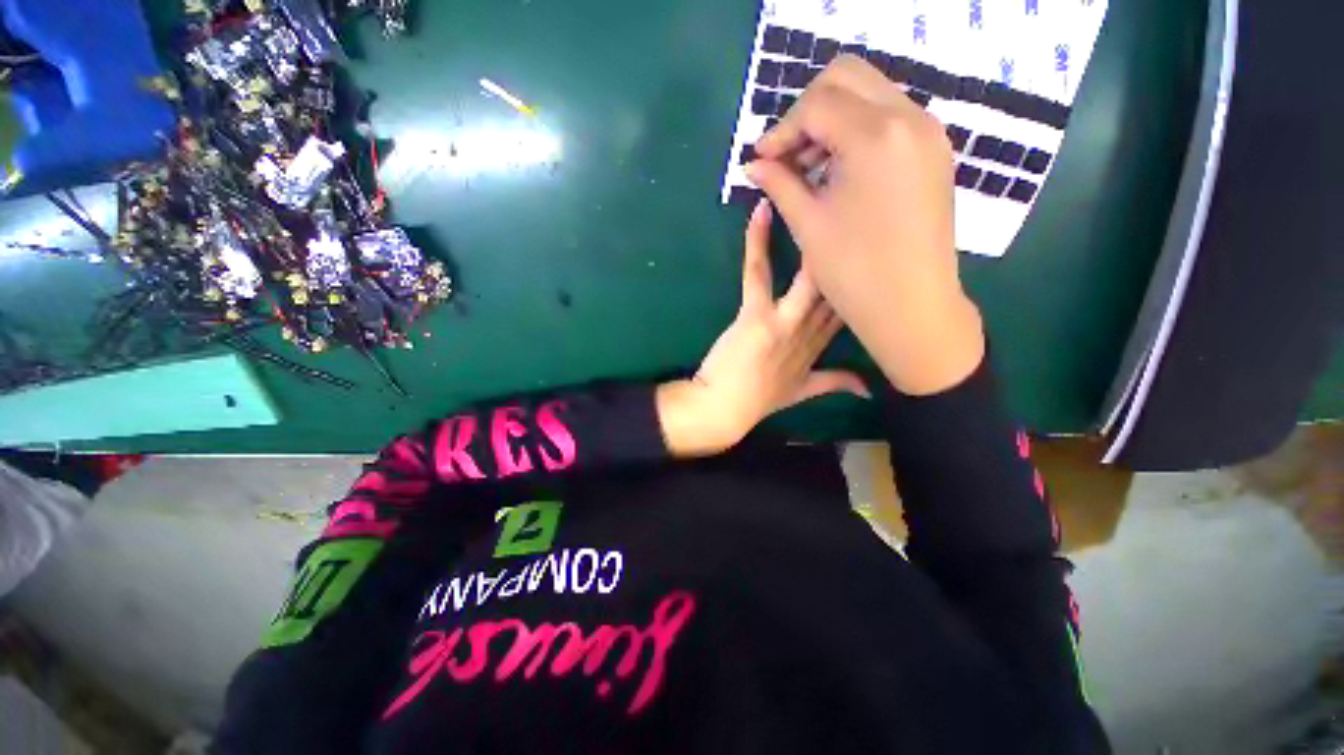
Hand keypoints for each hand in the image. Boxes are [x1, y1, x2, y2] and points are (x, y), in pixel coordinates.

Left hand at [656, 200, 867, 456]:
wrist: (724, 410)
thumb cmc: (759, 399)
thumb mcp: (803, 393)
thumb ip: (837, 383)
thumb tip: (871, 389)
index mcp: (820, 347)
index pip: (849, 310)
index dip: (863, 283)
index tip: (876, 256)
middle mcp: (810, 331)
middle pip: (838, 289)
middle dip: (851, 253)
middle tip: (857, 211)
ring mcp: (785, 322)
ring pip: (809, 277)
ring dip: (814, 239)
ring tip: (818, 197)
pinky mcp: (757, 316)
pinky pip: (759, 273)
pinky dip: (757, 243)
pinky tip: (761, 211)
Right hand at [747, 55, 984, 395]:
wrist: (912, 306)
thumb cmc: (854, 271)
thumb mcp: (808, 224)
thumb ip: (779, 183)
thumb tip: (754, 164)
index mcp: (876, 135)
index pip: (817, 103)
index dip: (781, 129)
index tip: (762, 159)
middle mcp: (910, 118)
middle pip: (848, 76)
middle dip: (808, 109)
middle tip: (786, 154)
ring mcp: (928, 133)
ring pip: (871, 93)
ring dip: (833, 119)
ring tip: (808, 167)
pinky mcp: (934, 152)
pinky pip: (890, 118)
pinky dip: (858, 132)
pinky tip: (839, 170)